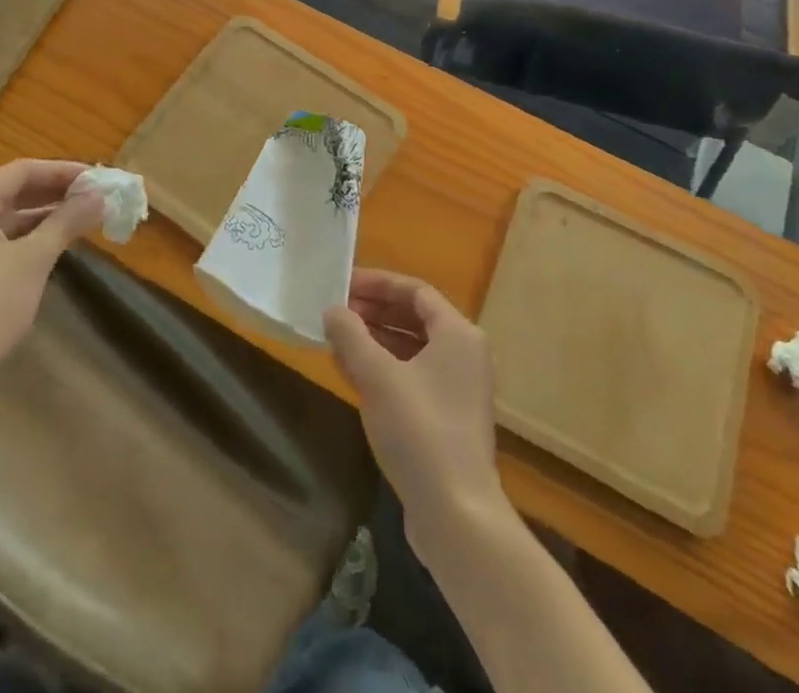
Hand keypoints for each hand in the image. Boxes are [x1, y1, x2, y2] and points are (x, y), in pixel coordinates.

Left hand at [0, 160, 103, 388]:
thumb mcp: (35, 259)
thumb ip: (67, 220)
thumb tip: (100, 196)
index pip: (23, 171)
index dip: (64, 172)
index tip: (98, 180)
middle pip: (12, 190)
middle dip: (55, 193)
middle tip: (94, 198)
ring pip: (3, 216)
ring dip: (42, 215)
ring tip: (81, 219)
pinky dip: (23, 235)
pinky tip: (51, 244)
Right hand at [323, 269, 506, 540]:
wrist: (457, 515)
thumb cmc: (419, 430)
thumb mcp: (377, 376)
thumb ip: (351, 335)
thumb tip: (332, 310)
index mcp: (458, 334)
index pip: (415, 291)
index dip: (378, 284)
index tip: (344, 284)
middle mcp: (465, 354)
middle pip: (416, 317)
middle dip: (375, 310)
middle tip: (337, 310)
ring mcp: (460, 388)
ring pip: (413, 348)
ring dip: (376, 339)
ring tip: (338, 338)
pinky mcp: (450, 418)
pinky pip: (414, 375)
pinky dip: (386, 367)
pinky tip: (353, 372)